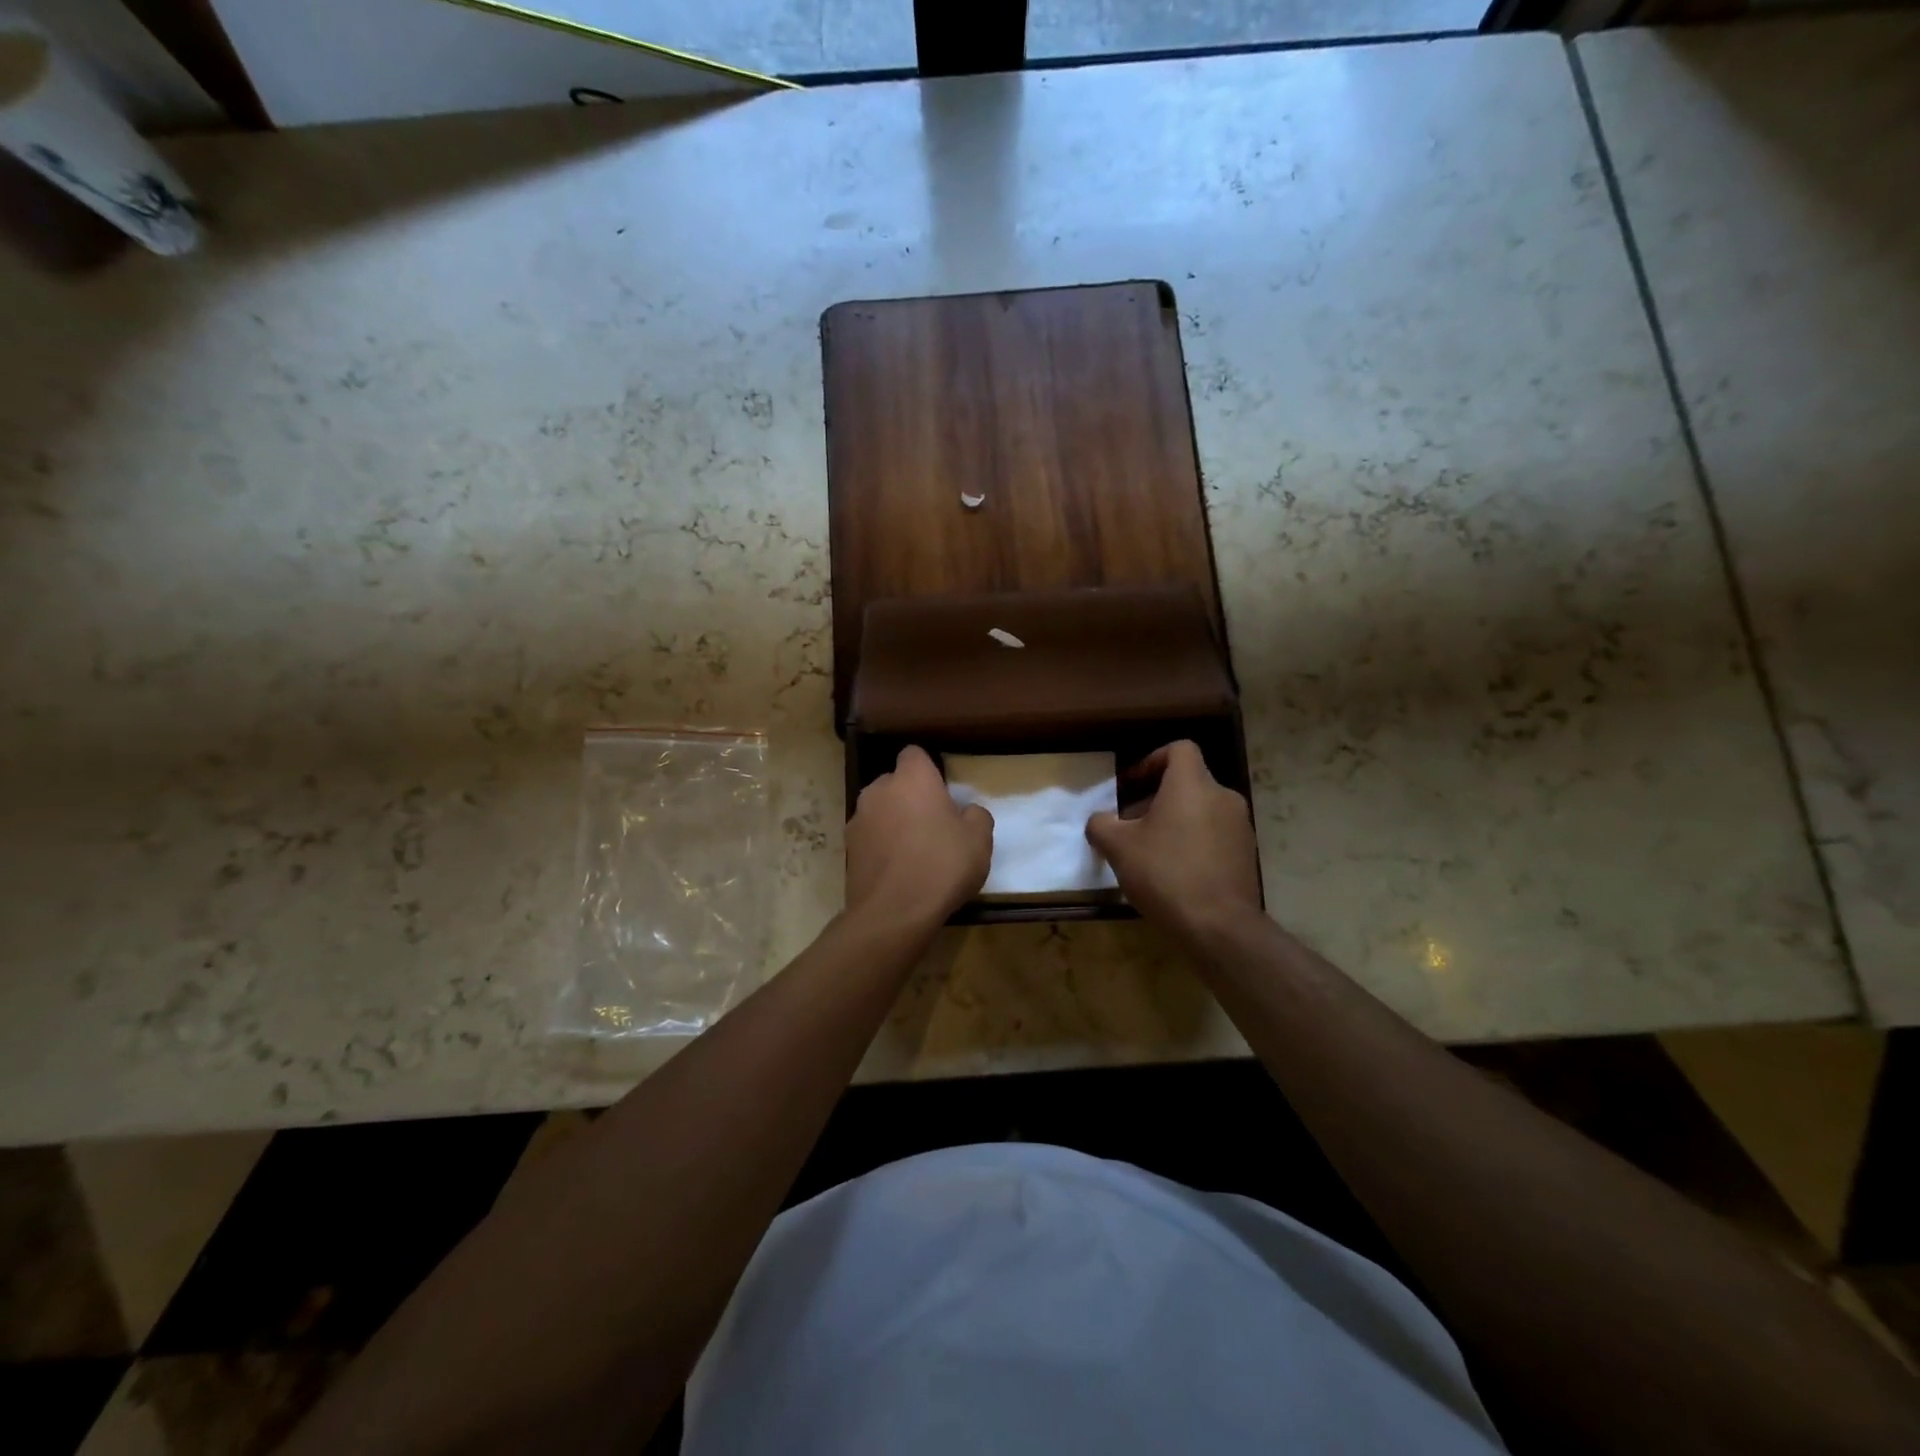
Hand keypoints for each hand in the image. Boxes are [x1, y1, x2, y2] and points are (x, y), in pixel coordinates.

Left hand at [846, 745, 992, 932]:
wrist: (894, 913)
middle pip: (895, 783)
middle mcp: (879, 790)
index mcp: (912, 779)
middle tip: (933, 824)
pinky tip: (897, 870)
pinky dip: (881, 846)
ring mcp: (858, 819)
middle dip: (910, 797)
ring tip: (914, 851)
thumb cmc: (942, 866)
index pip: (915, 754)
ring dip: (894, 821)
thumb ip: (976, 816)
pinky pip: (870, 837)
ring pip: (880, 810)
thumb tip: (966, 812)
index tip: (943, 792)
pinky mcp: (848, 848)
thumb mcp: (979, 840)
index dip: (929, 769)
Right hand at [1086, 740, 1260, 938]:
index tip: (1131, 785)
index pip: (1179, 749)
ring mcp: (1239, 826)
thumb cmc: (1165, 873)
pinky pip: (1215, 834)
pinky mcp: (1247, 854)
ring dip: (1175, 821)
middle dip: (1156, 798)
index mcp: (1192, 784)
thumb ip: (1102, 825)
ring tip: (1150, 851)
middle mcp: (1222, 797)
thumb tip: (1099, 820)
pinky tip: (1175, 871)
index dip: (1152, 760)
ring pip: (1201, 809)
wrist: (1219, 926)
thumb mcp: (1118, 848)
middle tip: (1131, 824)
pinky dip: (1194, 841)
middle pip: (1188, 782)